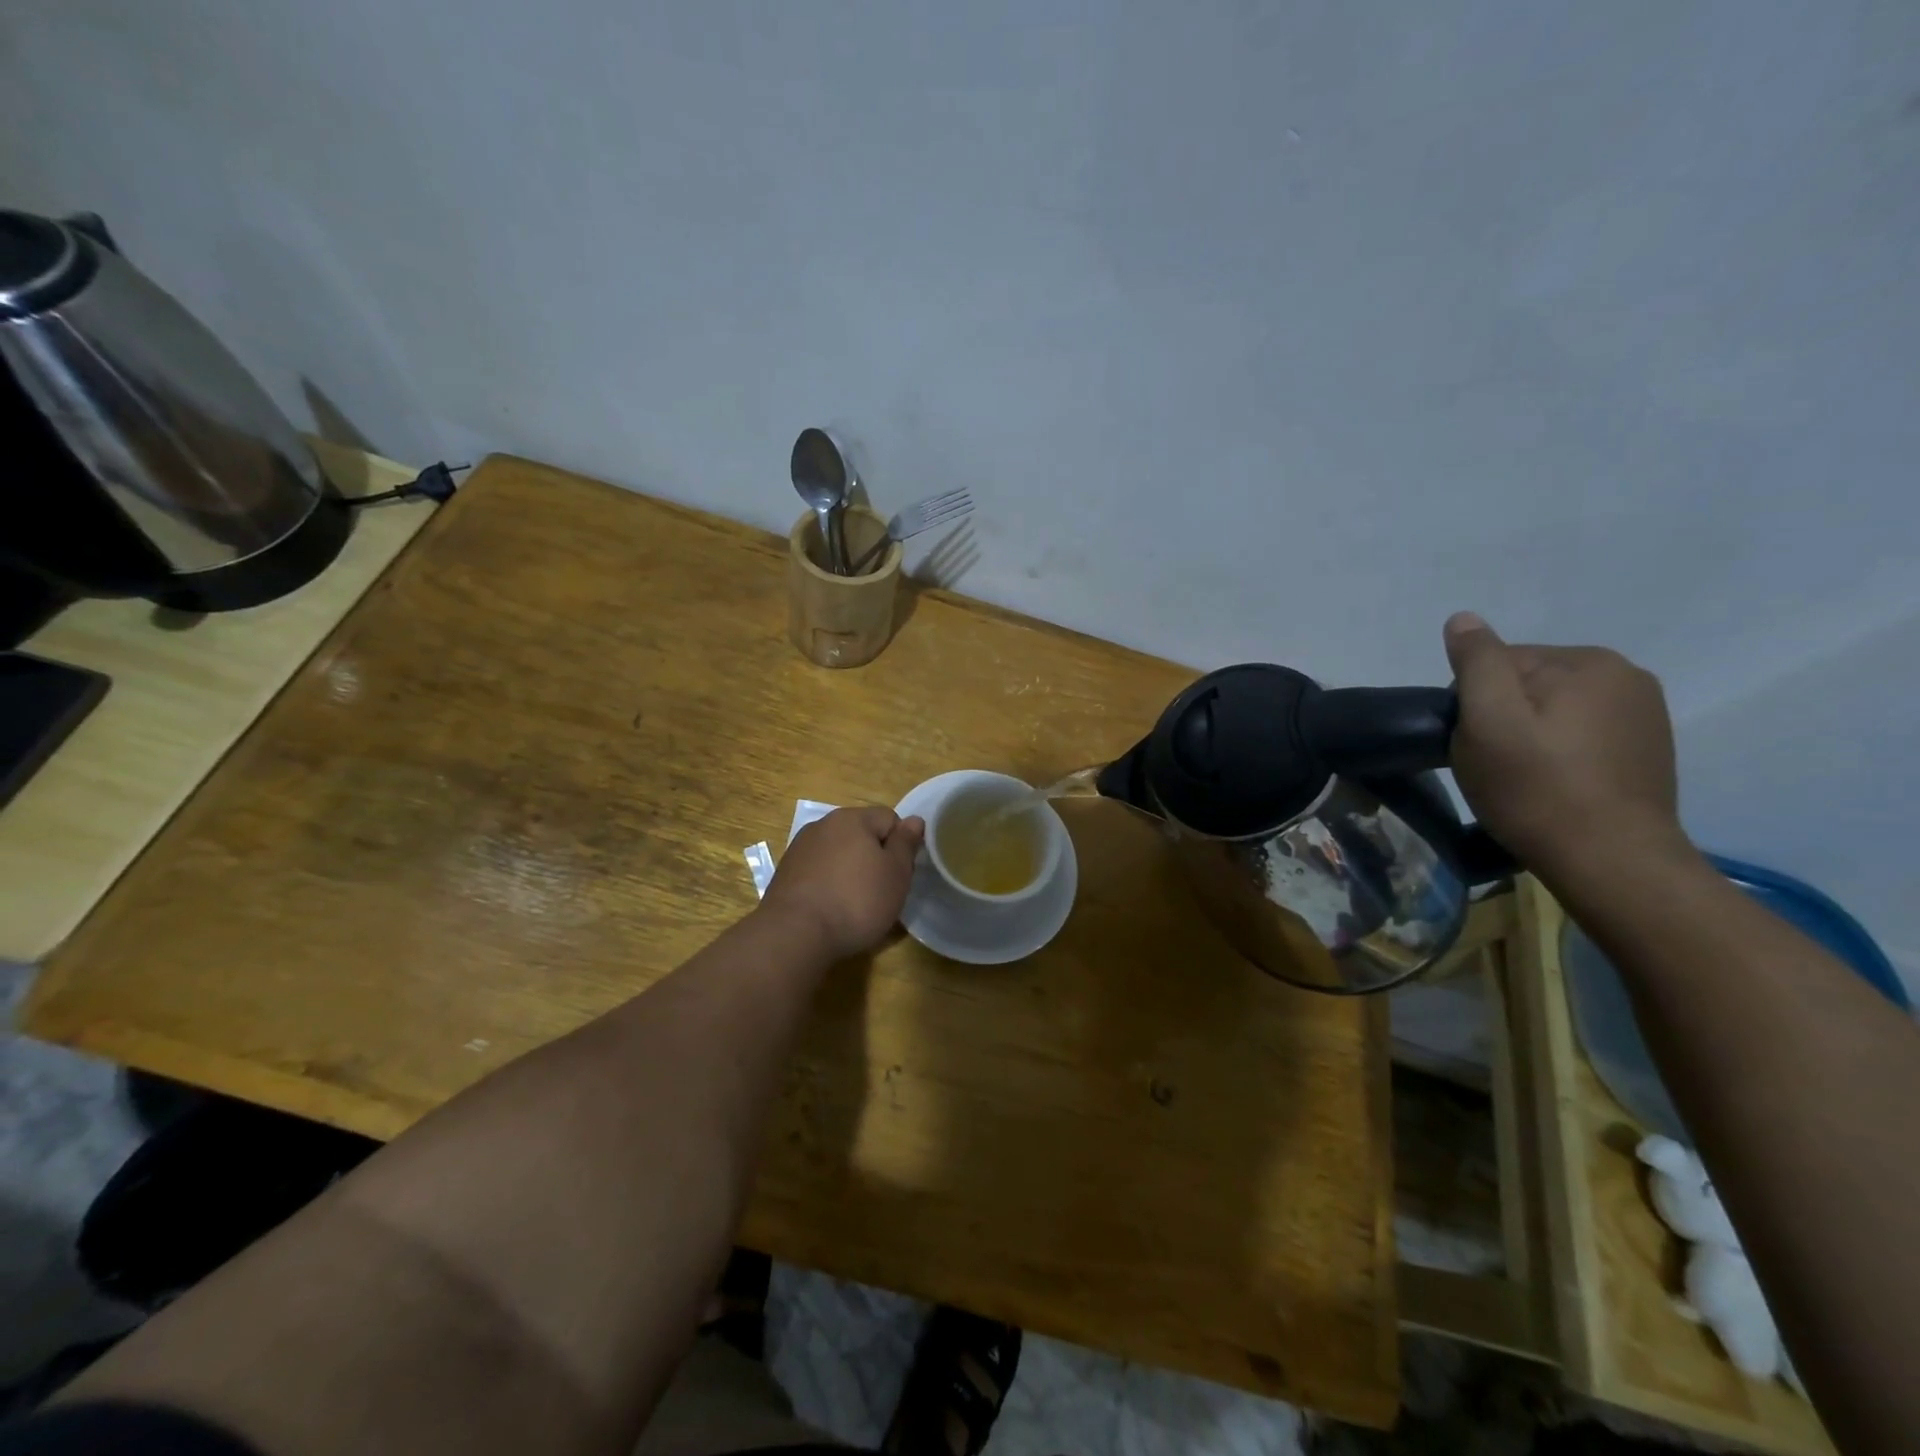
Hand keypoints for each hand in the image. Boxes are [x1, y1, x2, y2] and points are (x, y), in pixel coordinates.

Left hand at [761, 807, 924, 960]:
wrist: (795, 934)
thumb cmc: (856, 901)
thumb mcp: (896, 874)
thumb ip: (906, 844)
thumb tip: (914, 820)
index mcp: (851, 818)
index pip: (889, 818)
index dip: (900, 845)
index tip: (900, 874)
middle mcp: (822, 825)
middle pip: (861, 834)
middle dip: (874, 857)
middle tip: (881, 890)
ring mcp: (799, 848)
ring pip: (838, 853)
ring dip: (850, 870)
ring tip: (854, 904)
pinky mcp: (785, 873)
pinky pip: (818, 871)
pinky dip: (828, 884)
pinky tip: (830, 909)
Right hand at [1444, 612, 1689, 875]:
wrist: (1611, 862)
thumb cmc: (1536, 789)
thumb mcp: (1488, 721)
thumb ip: (1476, 663)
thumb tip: (1464, 619)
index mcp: (1587, 661)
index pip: (1499, 662)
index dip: (1473, 702)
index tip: (1474, 743)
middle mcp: (1626, 675)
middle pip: (1528, 683)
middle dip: (1502, 716)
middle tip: (1494, 764)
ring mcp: (1644, 713)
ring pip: (1553, 709)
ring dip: (1528, 734)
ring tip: (1522, 777)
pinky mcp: (1648, 748)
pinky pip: (1581, 732)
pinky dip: (1559, 751)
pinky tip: (1554, 783)